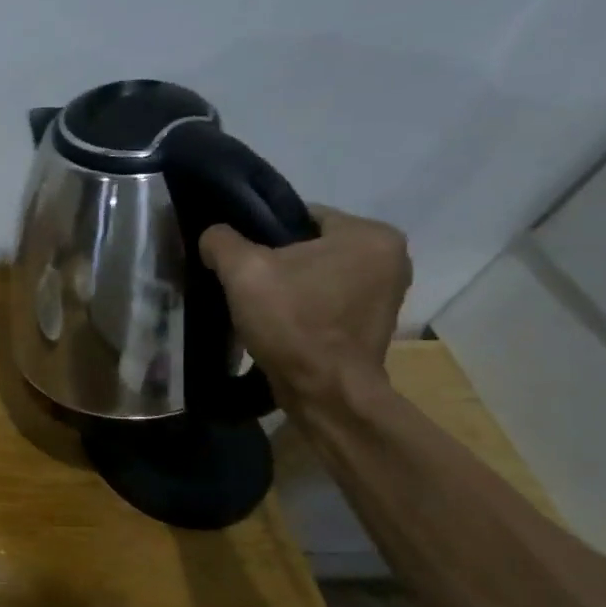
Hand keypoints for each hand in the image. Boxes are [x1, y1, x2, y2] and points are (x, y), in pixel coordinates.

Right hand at [199, 206, 411, 408]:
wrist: (324, 391)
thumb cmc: (293, 322)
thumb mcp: (243, 270)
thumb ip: (222, 240)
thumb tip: (214, 235)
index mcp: (369, 234)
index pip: (301, 215)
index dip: (262, 234)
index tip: (240, 259)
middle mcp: (391, 256)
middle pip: (310, 244)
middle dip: (277, 260)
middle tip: (246, 282)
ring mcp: (387, 292)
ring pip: (318, 272)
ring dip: (289, 283)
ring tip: (259, 303)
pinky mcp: (375, 320)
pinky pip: (328, 296)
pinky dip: (304, 303)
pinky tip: (280, 320)